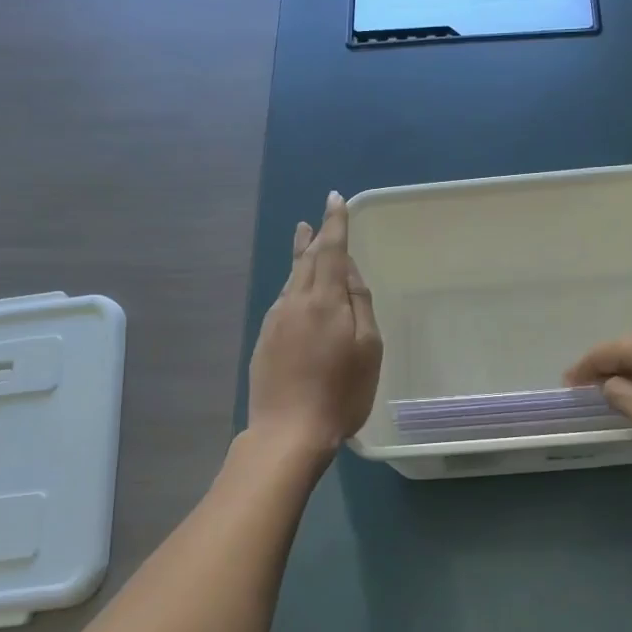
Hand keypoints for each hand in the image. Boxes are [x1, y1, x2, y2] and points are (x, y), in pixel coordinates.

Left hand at [247, 192, 383, 458]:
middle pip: (304, 260)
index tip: (335, 199)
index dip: (335, 223)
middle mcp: (294, 302)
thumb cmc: (341, 392)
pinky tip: (296, 291)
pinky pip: (283, 301)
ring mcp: (275, 321)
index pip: (330, 250)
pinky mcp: (264, 341)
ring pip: (290, 280)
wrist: (287, 432)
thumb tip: (347, 269)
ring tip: (304, 241)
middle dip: (313, 237)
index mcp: (323, 299)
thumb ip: (359, 303)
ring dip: (299, 258)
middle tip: (316, 219)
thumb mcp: (367, 348)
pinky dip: (293, 285)